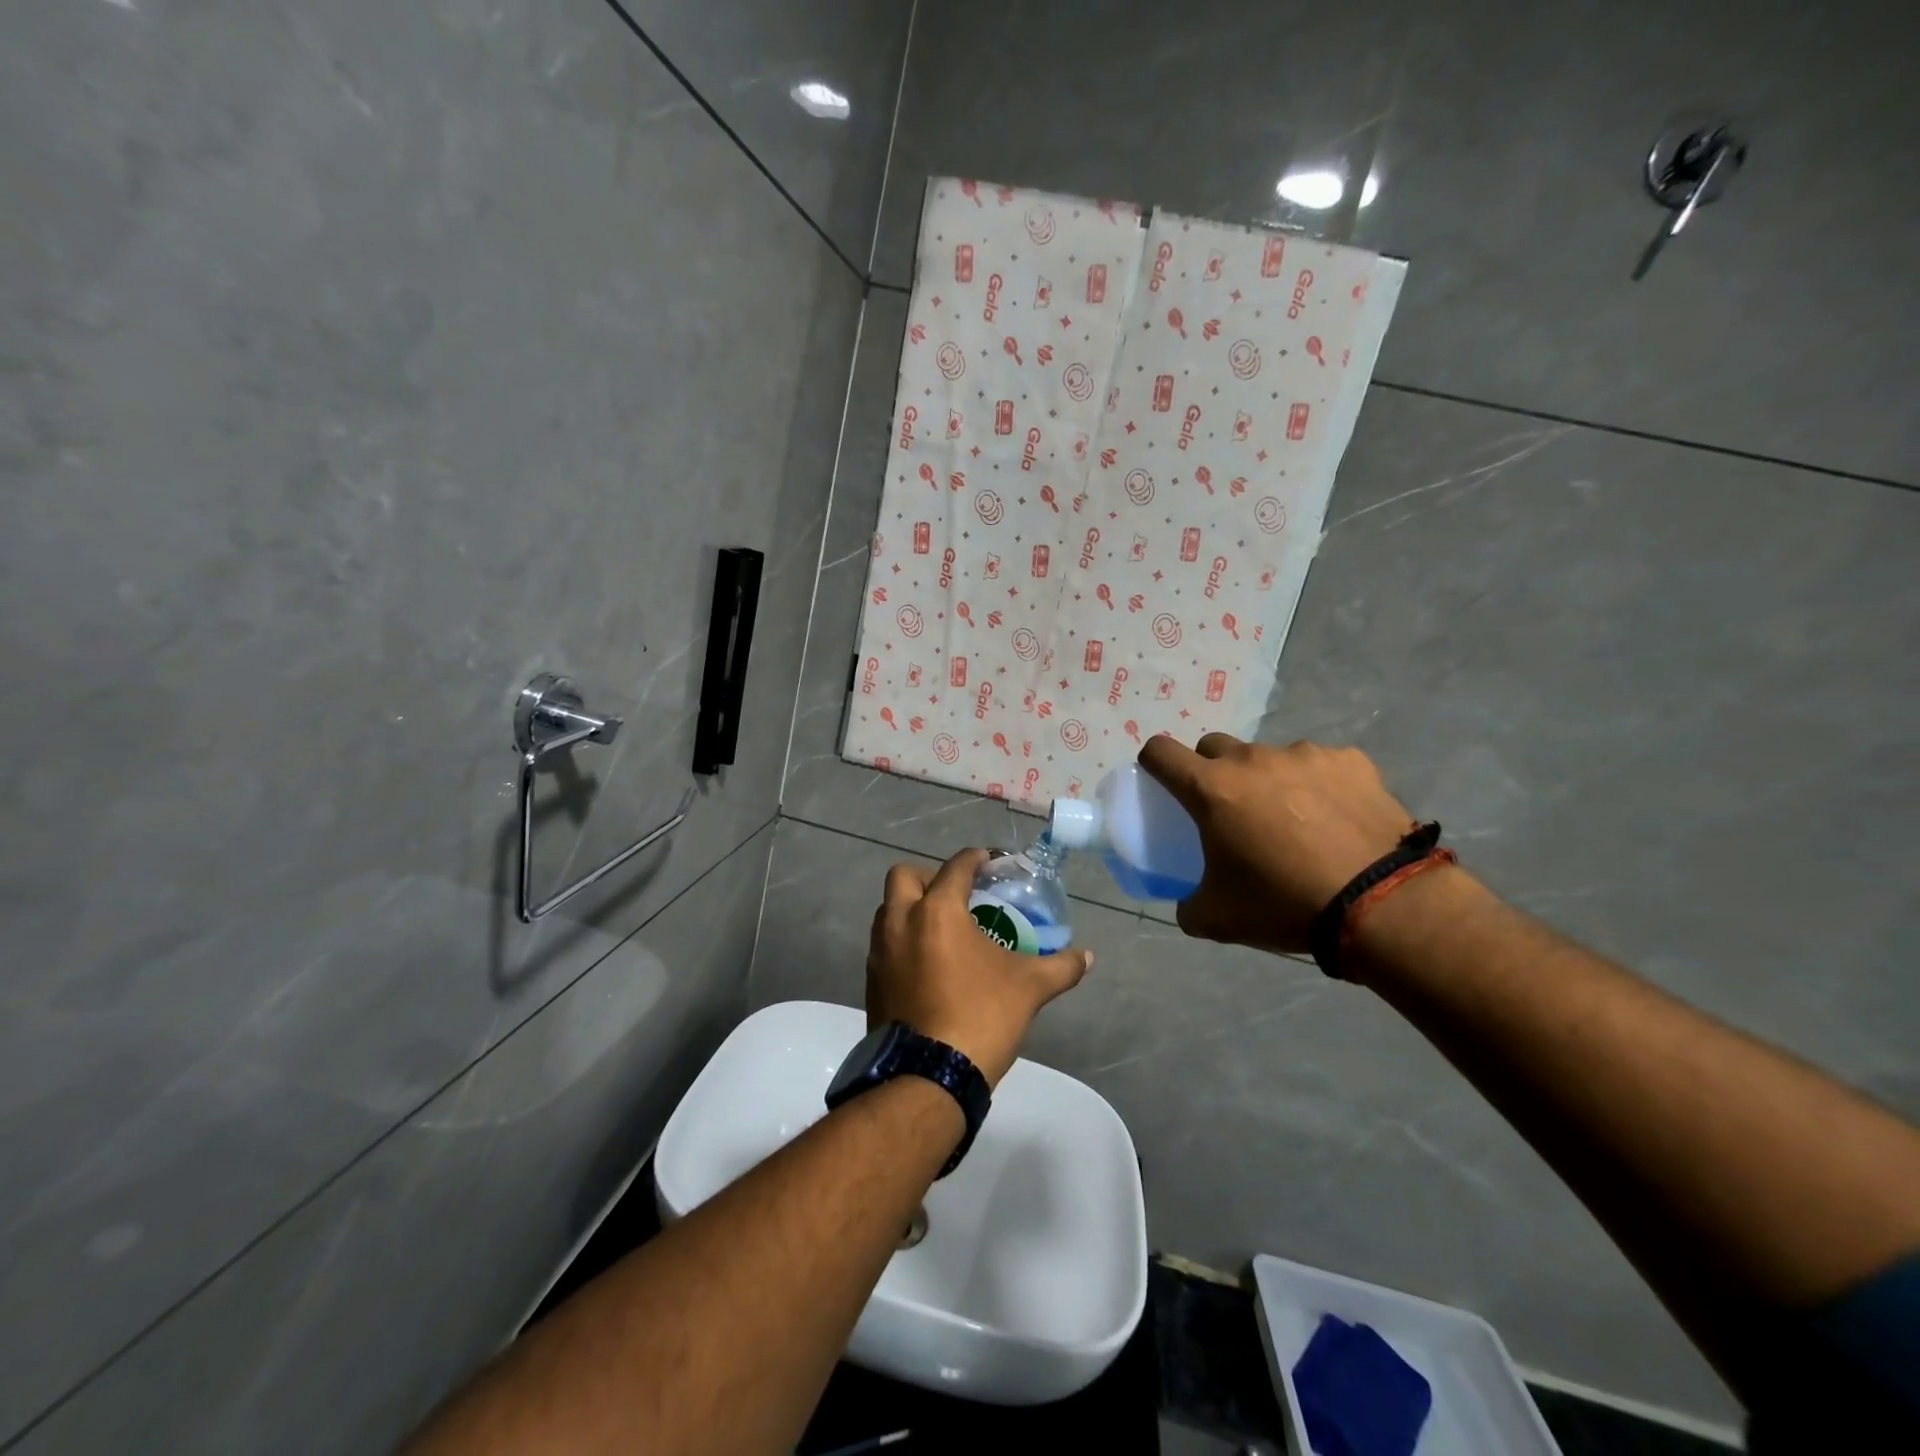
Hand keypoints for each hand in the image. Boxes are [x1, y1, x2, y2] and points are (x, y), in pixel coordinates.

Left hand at [867, 849, 1092, 1086]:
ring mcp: (880, 953)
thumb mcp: (1029, 988)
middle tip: (957, 895)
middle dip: (929, 876)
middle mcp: (900, 922)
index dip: (976, 859)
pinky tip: (928, 964)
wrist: (928, 1077)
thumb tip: (1088, 957)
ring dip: (911, 908)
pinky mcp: (871, 981)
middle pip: (905, 876)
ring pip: (888, 910)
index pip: (956, 867)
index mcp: (937, 911)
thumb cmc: (980, 1017)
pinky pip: (884, 945)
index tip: (990, 862)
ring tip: (943, 929)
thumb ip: (1060, 967)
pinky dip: (903, 941)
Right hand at [1138, 734, 1418, 953]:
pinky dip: (1318, 785)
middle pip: (1214, 747)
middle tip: (1232, 810)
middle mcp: (1252, 759)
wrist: (1382, 904)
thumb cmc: (1284, 904)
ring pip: (1269, 757)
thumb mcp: (1218, 918)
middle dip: (1213, 772)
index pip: (1160, 752)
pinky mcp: (1349, 761)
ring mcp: (1303, 754)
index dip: (1154, 764)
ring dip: (1269, 780)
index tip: (1164, 784)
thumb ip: (1189, 904)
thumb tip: (1187, 902)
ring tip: (1295, 821)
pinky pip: (1320, 765)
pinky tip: (1336, 819)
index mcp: (1211, 788)